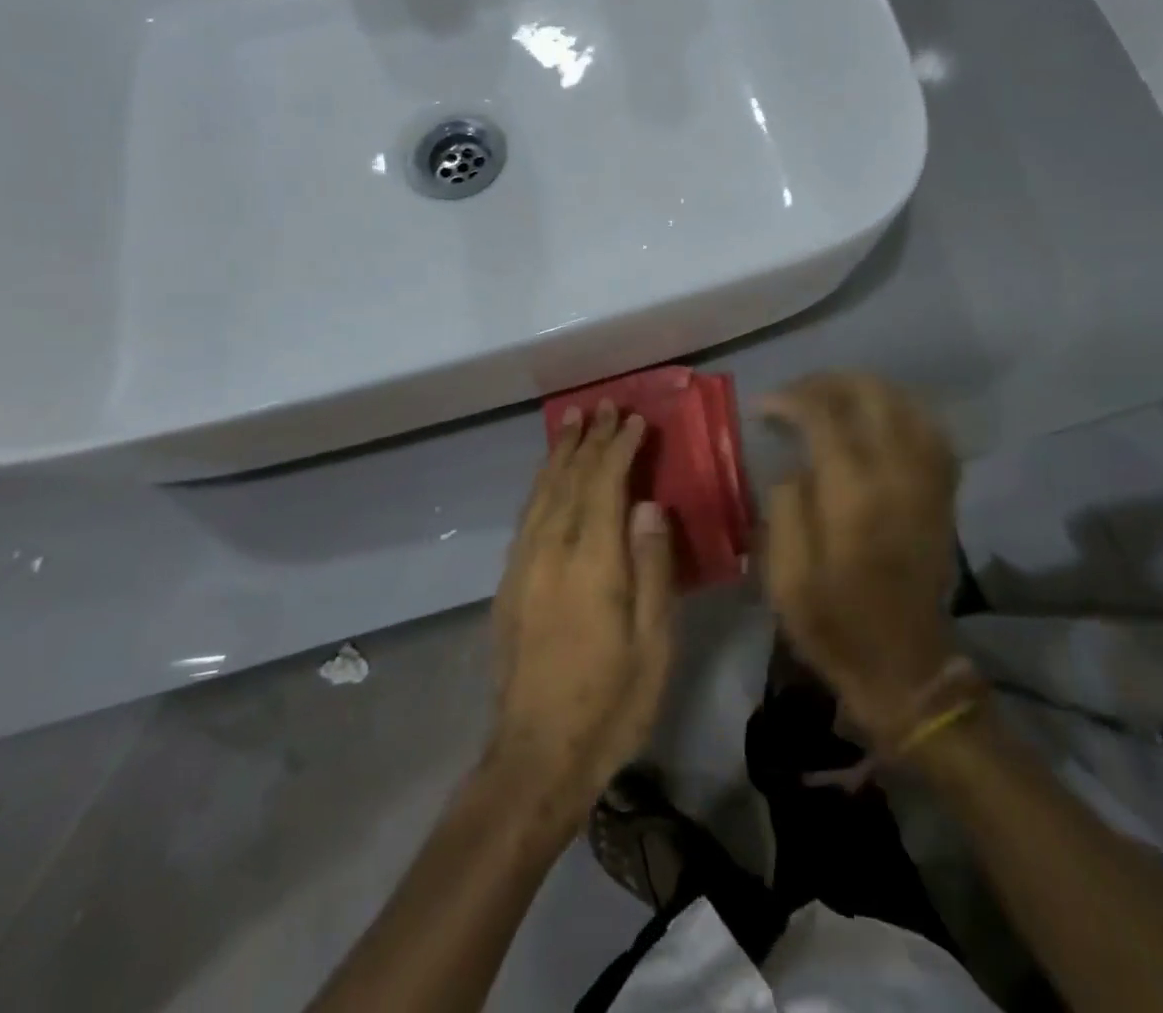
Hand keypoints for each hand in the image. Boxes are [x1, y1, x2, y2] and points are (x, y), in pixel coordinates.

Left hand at [488, 402, 676, 827]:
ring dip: (560, 454)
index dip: (620, 447)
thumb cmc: (610, 702)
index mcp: (591, 561)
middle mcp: (550, 550)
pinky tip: (549, 478)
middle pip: (570, 479)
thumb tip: (648, 505)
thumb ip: (651, 567)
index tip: (634, 419)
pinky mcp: (509, 584)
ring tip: (572, 424)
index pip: (604, 484)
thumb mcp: (653, 642)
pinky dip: (541, 485)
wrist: (535, 757)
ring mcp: (523, 566)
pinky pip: (527, 516)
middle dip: (588, 440)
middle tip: (603, 407)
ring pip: (542, 493)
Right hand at [761, 374, 962, 742]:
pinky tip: (878, 418)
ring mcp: (927, 482)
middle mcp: (897, 474)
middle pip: (872, 395)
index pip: (825, 415)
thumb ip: (785, 505)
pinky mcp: (942, 494)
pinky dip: (902, 411)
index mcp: (853, 493)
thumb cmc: (834, 622)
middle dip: (829, 382)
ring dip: (866, 390)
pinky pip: (931, 431)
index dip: (792, 398)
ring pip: (906, 405)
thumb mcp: (786, 574)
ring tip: (832, 397)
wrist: (905, 667)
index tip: (765, 405)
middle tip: (796, 394)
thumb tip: (793, 463)